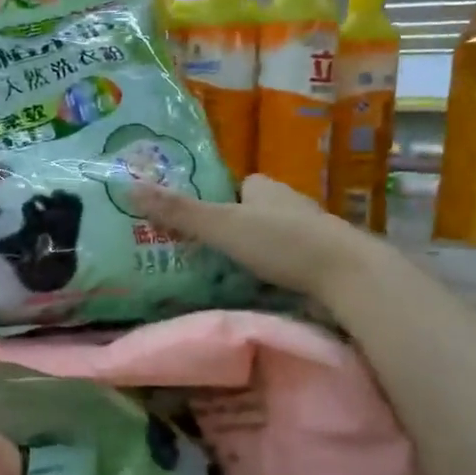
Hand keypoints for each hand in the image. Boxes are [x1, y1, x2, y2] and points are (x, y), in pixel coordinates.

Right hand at [133, 173, 387, 298]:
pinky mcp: (317, 260)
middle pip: (248, 212)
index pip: (233, 186)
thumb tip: (129, 186)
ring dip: (248, 252)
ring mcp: (306, 232)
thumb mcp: (222, 225)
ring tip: (218, 275)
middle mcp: (286, 203)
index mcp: (264, 187)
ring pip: (267, 238)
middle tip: (197, 253)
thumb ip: (179, 211)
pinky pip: (283, 261)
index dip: (212, 200)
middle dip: (228, 228)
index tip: (191, 223)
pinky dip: (268, 271)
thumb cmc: (281, 242)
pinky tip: (253, 288)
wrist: (347, 275)